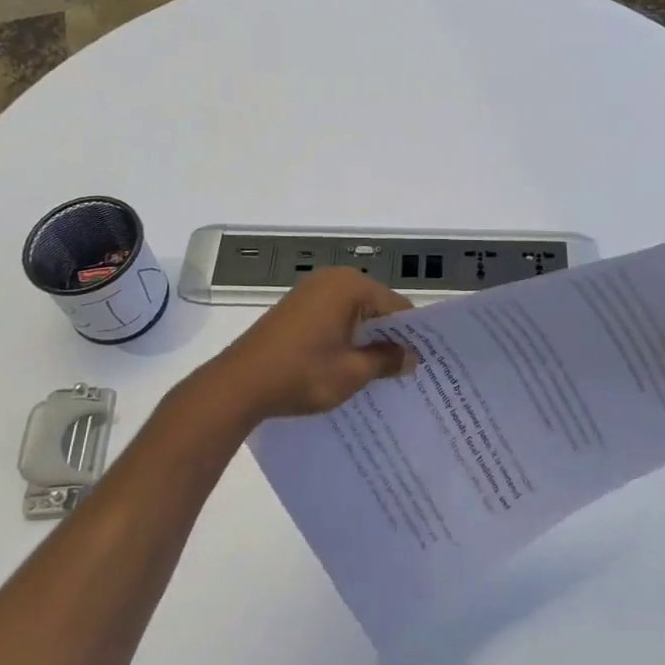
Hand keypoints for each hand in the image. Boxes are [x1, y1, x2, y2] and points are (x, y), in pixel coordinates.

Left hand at [202, 268, 415, 424]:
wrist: (238, 385)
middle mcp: (332, 279)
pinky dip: (345, 336)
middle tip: (408, 369)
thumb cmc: (301, 374)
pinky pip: (333, 317)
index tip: (425, 360)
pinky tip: (349, 364)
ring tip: (382, 371)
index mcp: (350, 286)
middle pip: (375, 306)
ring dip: (366, 338)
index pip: (396, 306)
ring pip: (354, 313)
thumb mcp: (352, 372)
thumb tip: (411, 357)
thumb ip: (386, 360)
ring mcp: (310, 291)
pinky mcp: (295, 308)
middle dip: (389, 335)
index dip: (412, 334)